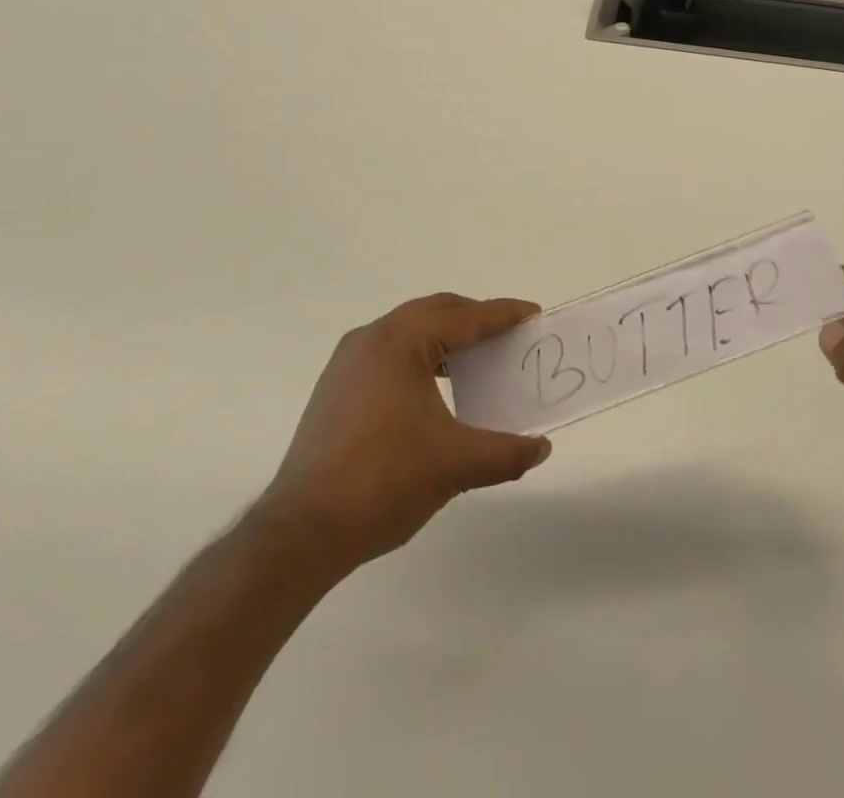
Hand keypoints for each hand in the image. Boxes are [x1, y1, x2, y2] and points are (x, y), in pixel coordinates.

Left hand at [256, 294, 552, 572]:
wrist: (301, 532)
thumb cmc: (384, 482)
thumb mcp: (456, 465)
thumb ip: (506, 453)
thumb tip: (542, 448)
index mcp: (402, 341)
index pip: (465, 317)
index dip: (503, 315)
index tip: (533, 313)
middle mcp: (372, 338)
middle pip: (436, 311)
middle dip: (475, 318)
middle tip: (509, 335)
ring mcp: (348, 361)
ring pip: (410, 329)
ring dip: (447, 336)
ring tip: (478, 359)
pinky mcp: (336, 387)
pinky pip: (390, 351)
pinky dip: (421, 354)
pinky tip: (436, 386)